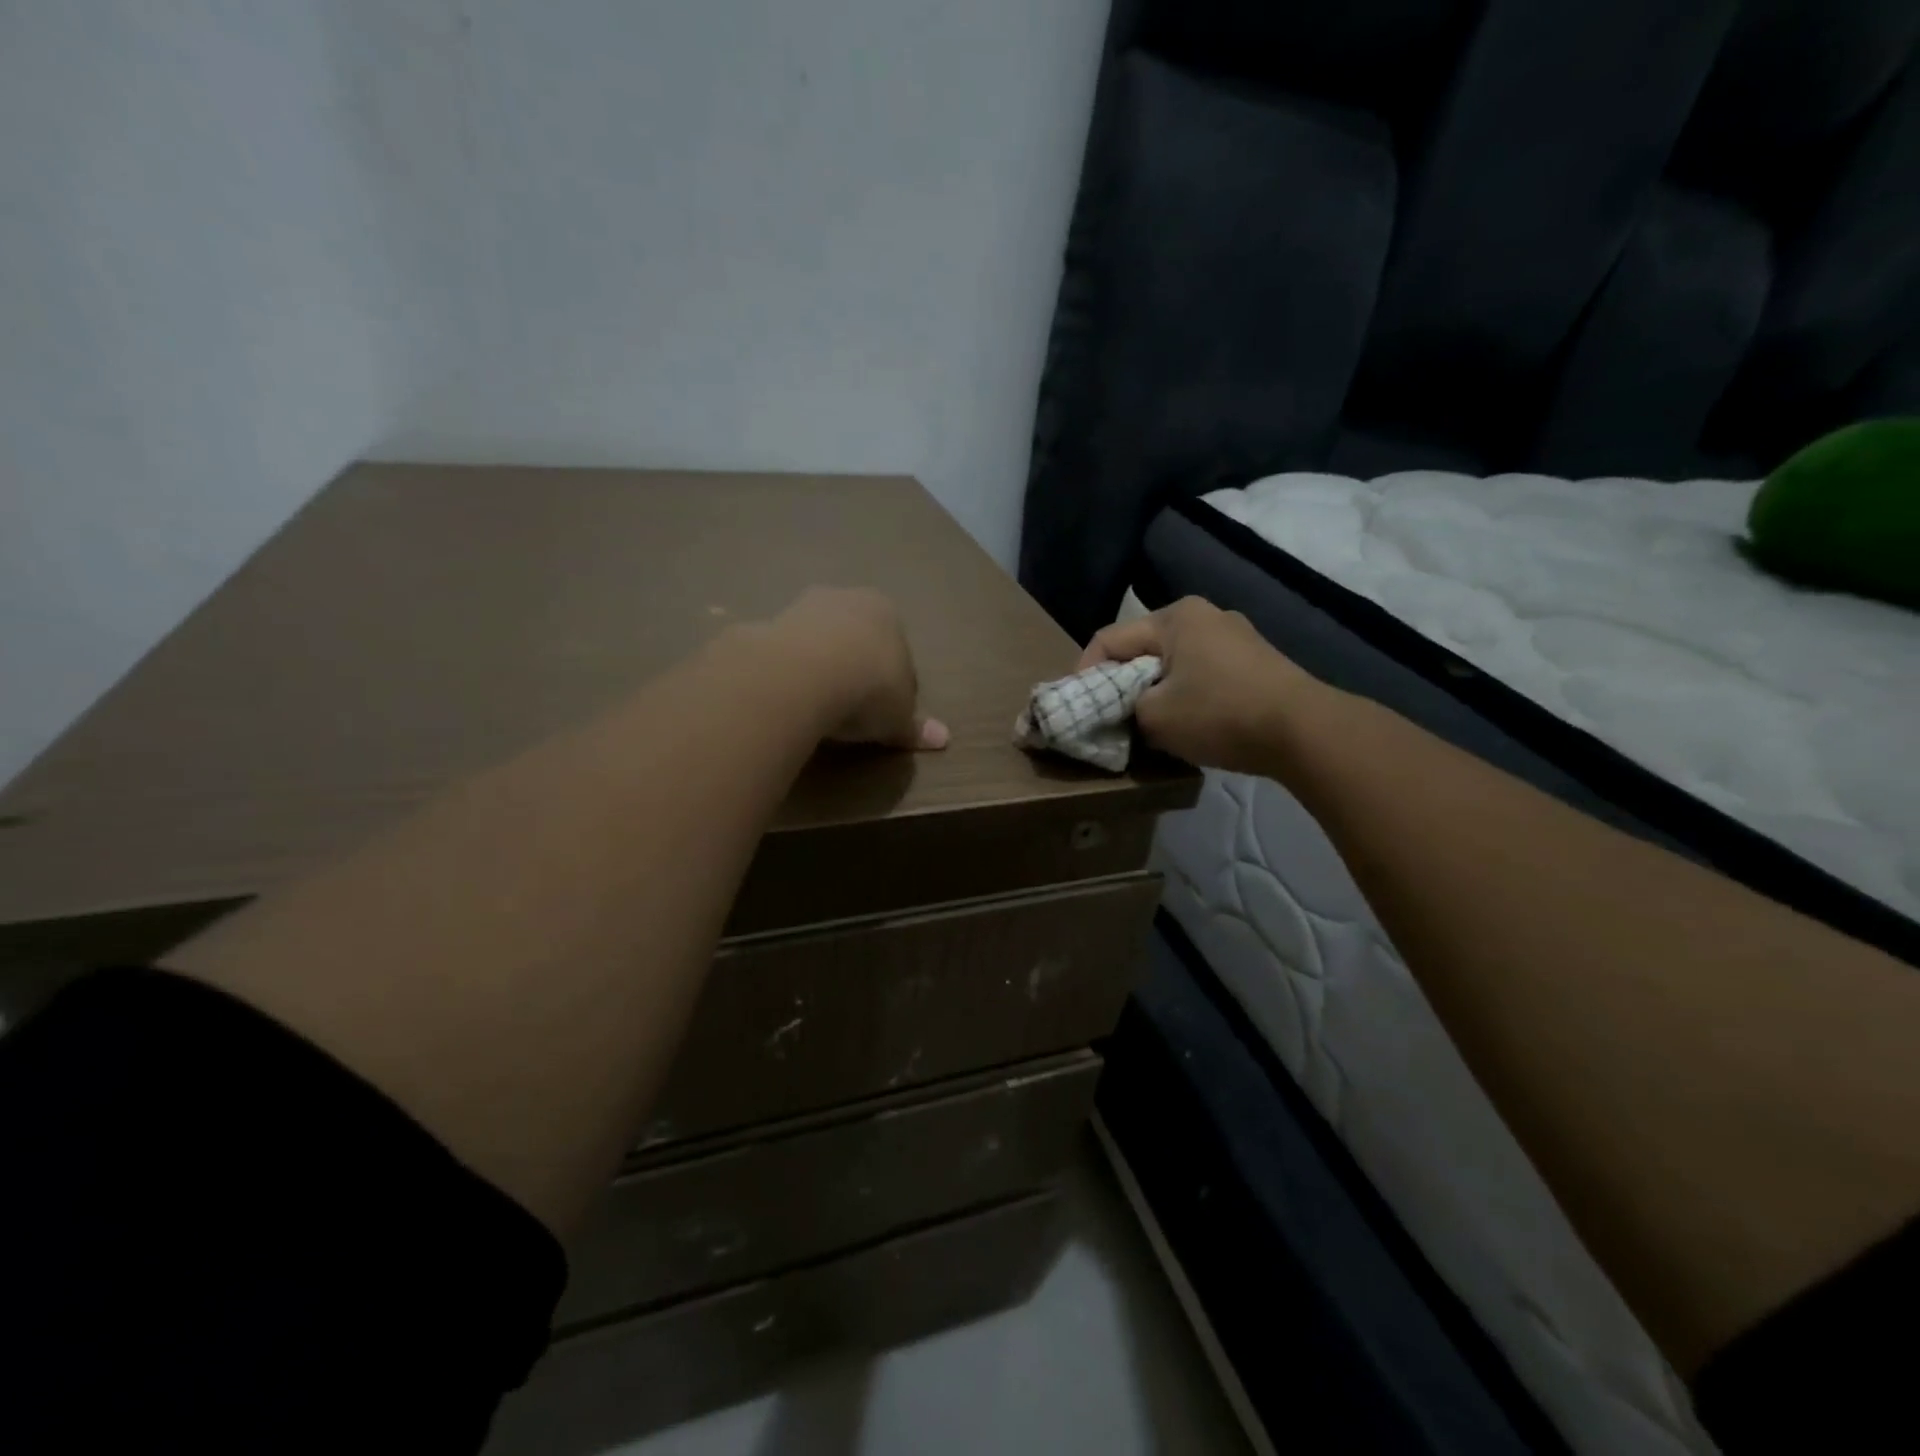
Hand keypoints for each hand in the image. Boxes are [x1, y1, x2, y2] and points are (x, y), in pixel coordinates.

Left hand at [771, 588, 948, 750]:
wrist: (806, 674)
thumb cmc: (870, 688)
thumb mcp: (899, 717)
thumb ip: (914, 726)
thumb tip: (942, 738)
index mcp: (887, 612)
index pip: (896, 651)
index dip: (893, 685)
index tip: (884, 715)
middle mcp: (847, 599)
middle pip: (855, 639)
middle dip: (854, 669)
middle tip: (851, 712)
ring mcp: (803, 607)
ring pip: (819, 643)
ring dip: (820, 670)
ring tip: (818, 710)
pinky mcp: (767, 624)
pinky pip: (786, 655)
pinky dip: (790, 674)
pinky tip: (789, 701)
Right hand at [1078, 596, 1322, 773]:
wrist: (1304, 731)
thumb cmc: (1219, 714)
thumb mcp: (1154, 717)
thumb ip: (1124, 709)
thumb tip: (1127, 711)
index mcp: (1175, 618)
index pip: (1109, 639)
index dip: (1085, 674)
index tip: (1079, 709)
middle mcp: (1205, 615)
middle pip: (1142, 649)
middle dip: (1121, 683)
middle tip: (1110, 718)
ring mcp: (1236, 636)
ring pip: (1173, 663)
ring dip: (1154, 691)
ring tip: (1147, 725)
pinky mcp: (1257, 661)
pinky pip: (1202, 673)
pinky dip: (1185, 695)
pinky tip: (1187, 723)